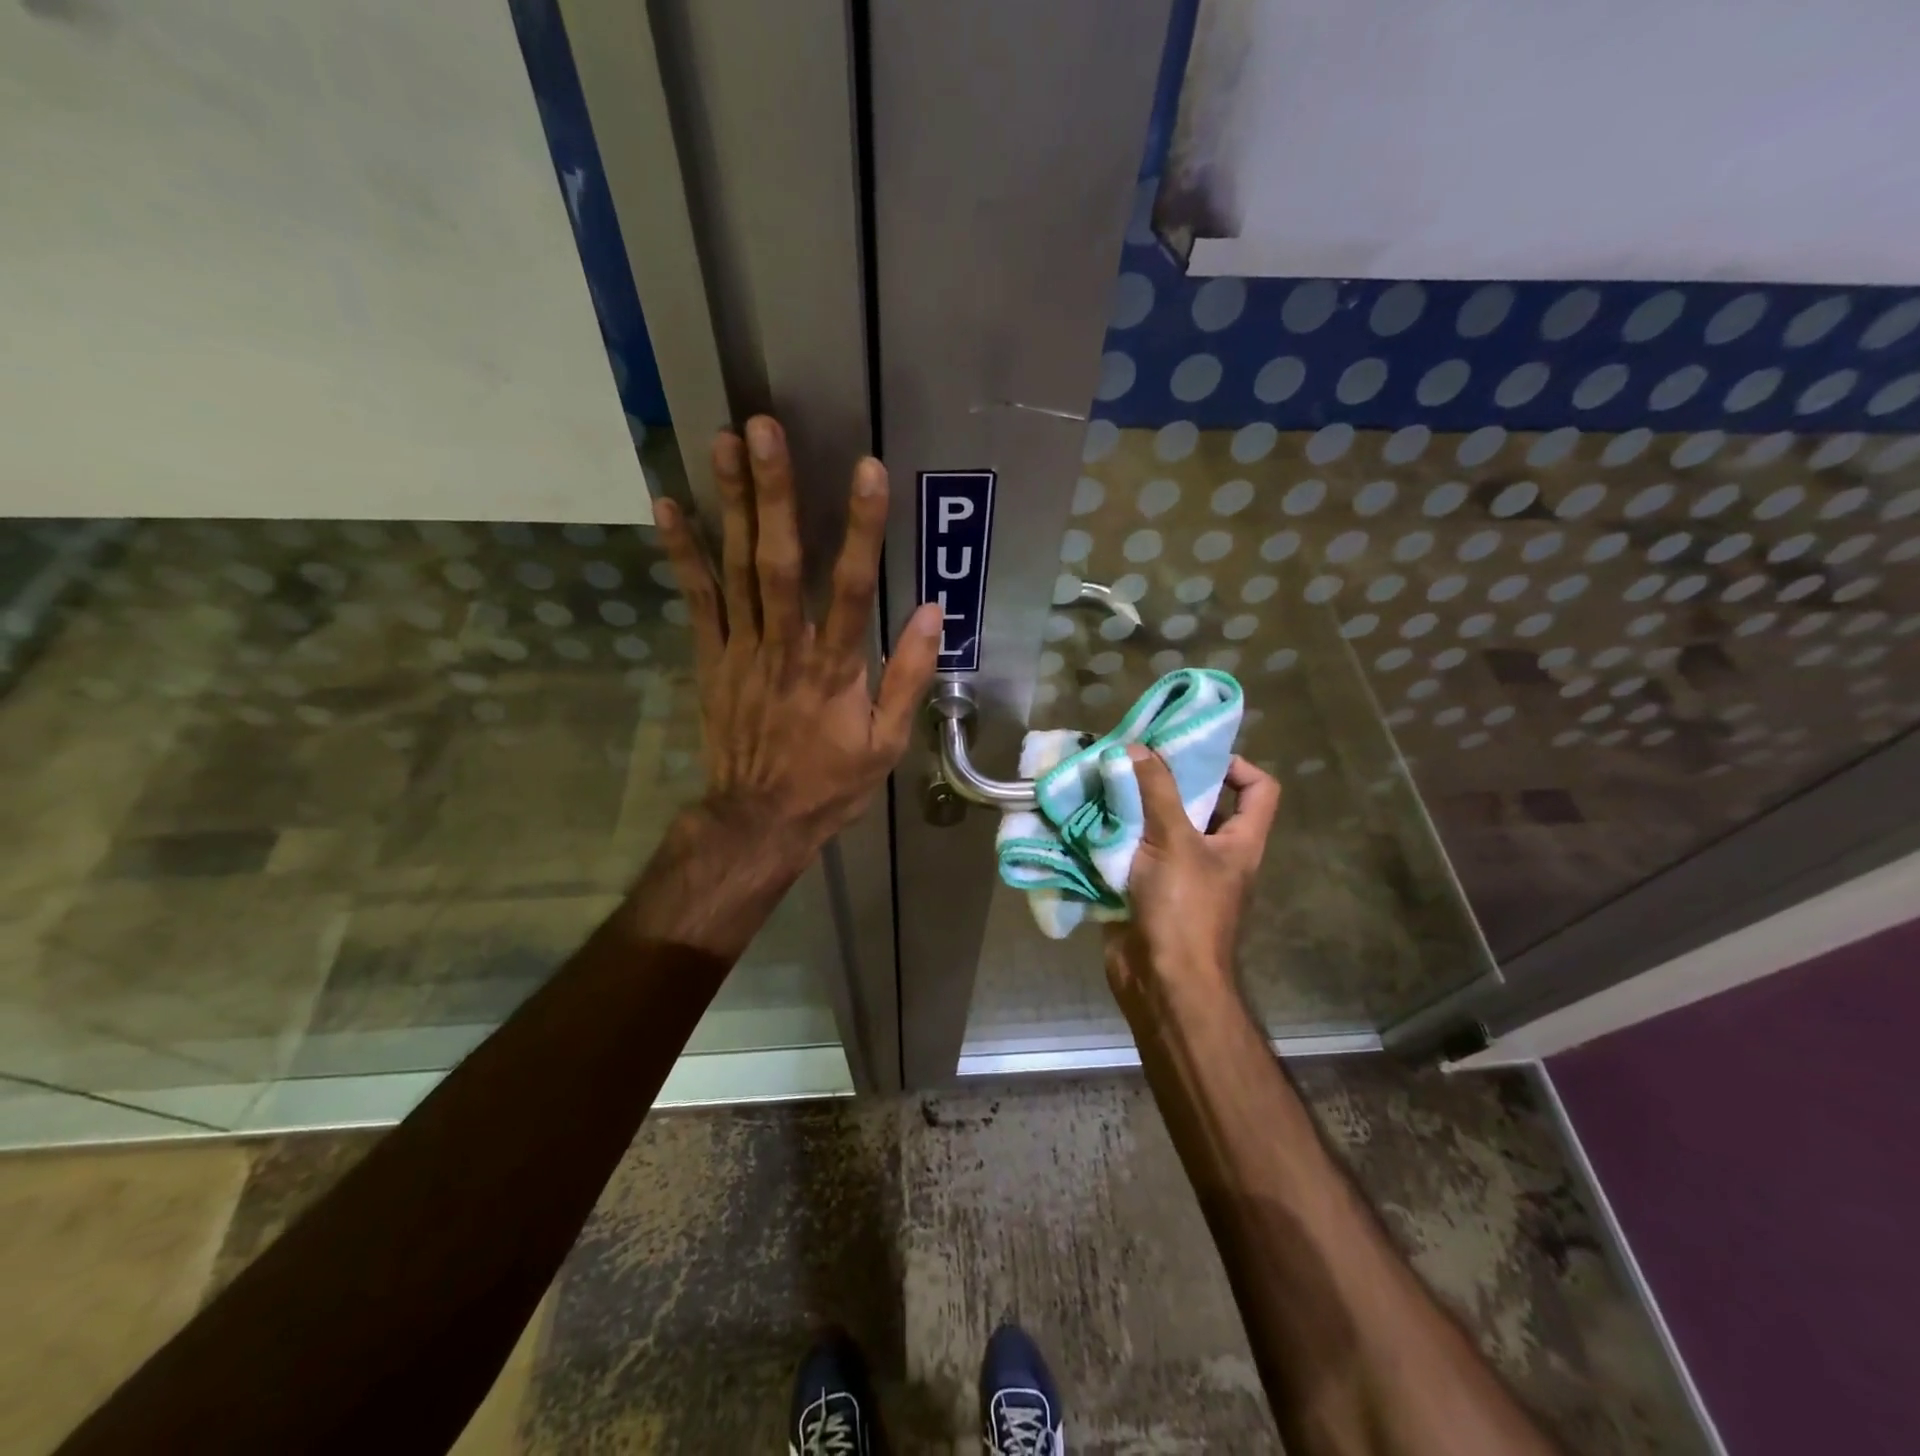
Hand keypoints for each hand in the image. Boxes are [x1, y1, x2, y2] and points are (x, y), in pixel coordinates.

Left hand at [656, 416, 941, 861]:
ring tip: (721, 442)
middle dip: (775, 494)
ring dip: (730, 504)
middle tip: (763, 429)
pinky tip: (669, 505)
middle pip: (780, 562)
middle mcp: (785, 647)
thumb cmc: (830, 783)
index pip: (853, 589)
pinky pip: (697, 601)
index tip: (868, 471)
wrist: (759, 820)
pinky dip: (683, 553)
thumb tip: (934, 612)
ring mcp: (741, 650)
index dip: (863, 529)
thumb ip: (909, 676)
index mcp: (835, 669)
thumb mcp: (886, 744)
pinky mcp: (711, 659)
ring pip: (735, 569)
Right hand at [1105, 750, 1281, 1006]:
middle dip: (1164, 781)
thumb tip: (1138, 747)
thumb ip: (1157, 791)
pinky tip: (1086, 819)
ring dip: (1131, 807)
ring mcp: (1177, 874)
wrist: (1162, 982)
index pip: (1259, 790)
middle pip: (1198, 804)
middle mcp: (1212, 854)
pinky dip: (1111, 836)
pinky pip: (1129, 853)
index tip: (1192, 753)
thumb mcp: (1175, 841)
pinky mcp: (1144, 890)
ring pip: (1157, 827)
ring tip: (1102, 781)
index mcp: (1238, 842)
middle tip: (1131, 758)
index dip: (1236, 765)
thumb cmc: (1184, 909)